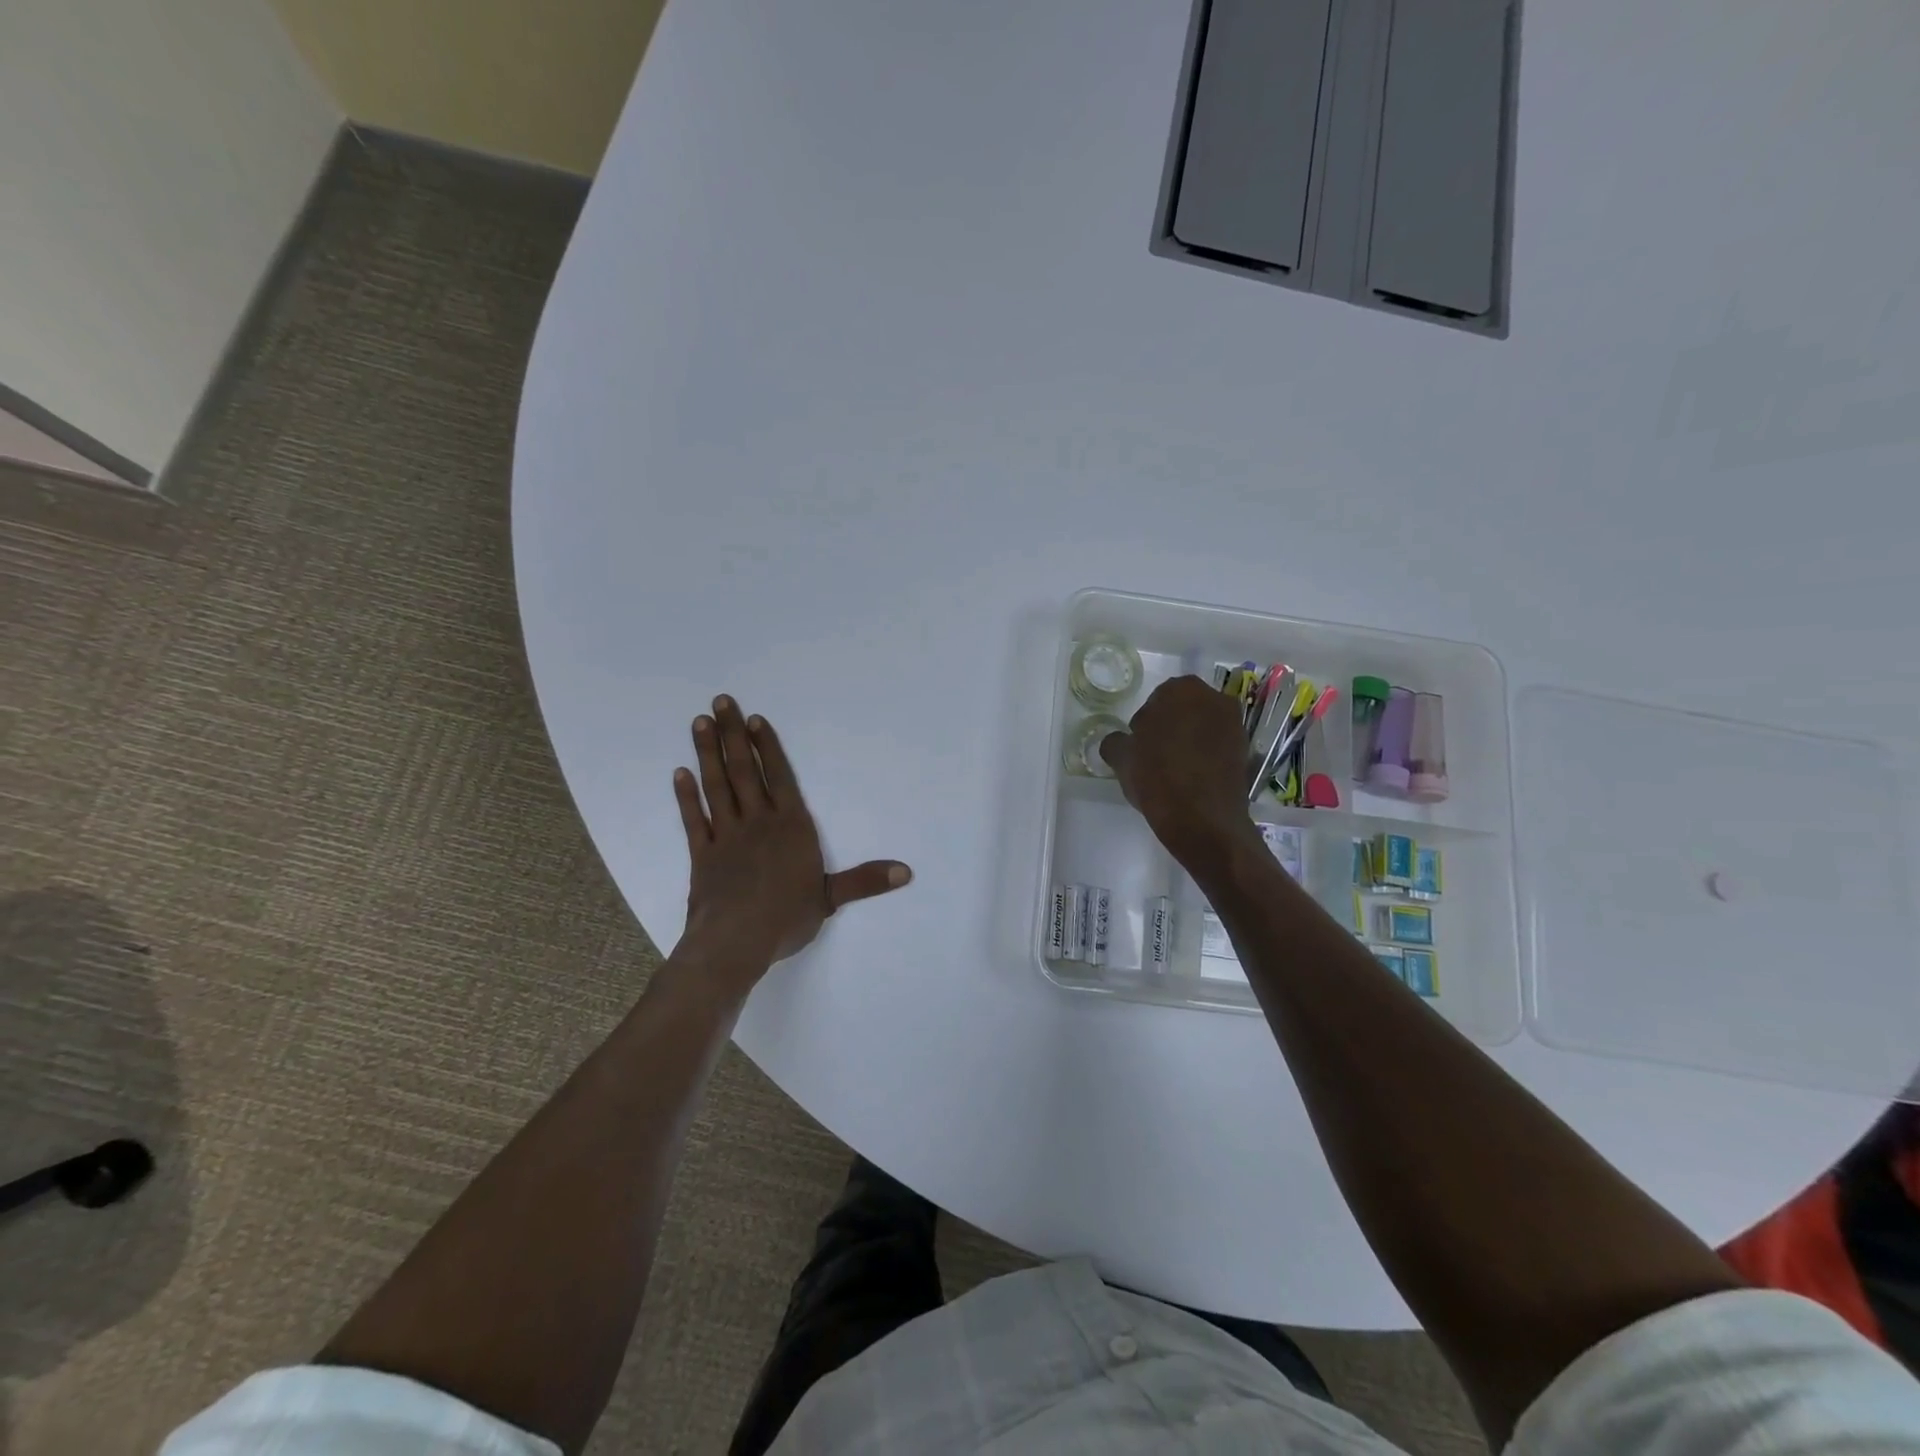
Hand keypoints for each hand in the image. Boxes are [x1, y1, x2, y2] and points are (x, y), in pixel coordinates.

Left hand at [672, 696, 911, 991]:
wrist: (735, 942)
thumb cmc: (787, 917)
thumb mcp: (831, 898)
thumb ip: (865, 880)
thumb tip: (906, 872)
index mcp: (791, 827)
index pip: (779, 777)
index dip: (767, 747)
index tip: (754, 720)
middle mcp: (758, 822)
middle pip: (744, 771)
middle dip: (733, 736)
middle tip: (721, 702)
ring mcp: (726, 835)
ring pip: (717, 786)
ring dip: (708, 753)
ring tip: (700, 723)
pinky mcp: (702, 854)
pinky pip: (694, 818)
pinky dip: (687, 796)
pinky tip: (680, 774)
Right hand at [1099, 676, 1258, 871]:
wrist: (1203, 820)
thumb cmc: (1157, 777)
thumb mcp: (1121, 758)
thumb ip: (1115, 742)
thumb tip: (1119, 741)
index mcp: (1182, 690)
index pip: (1156, 699)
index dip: (1145, 723)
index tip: (1140, 745)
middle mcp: (1214, 698)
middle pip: (1183, 710)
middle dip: (1170, 727)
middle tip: (1155, 755)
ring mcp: (1235, 725)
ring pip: (1202, 727)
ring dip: (1189, 741)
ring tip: (1174, 770)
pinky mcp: (1246, 751)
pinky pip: (1217, 747)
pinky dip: (1206, 757)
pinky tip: (1193, 779)